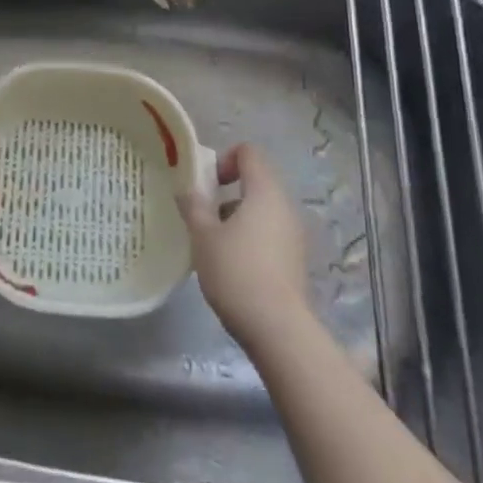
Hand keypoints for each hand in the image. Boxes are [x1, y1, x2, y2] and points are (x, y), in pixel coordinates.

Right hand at [178, 143, 311, 351]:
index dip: (224, 159)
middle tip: (203, 215)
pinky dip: (250, 238)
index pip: (249, 153)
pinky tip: (231, 266)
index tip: (206, 185)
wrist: (277, 329)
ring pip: (262, 210)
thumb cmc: (236, 271)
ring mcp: (294, 235)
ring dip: (236, 217)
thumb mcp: (203, 236)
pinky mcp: (295, 260)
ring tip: (213, 244)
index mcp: (265, 192)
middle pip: (256, 182)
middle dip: (226, 193)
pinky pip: (269, 234)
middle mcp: (285, 207)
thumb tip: (187, 187)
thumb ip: (194, 205)